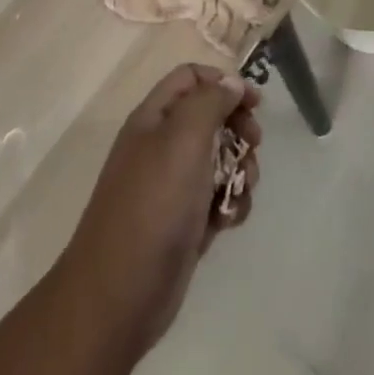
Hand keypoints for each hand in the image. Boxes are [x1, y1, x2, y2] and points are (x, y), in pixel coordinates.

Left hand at [61, 65, 260, 355]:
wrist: (120, 296)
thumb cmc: (154, 205)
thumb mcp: (183, 138)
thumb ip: (211, 101)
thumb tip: (232, 83)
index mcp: (153, 118)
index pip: (191, 77)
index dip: (223, 82)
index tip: (253, 103)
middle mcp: (162, 146)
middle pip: (211, 116)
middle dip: (238, 128)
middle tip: (253, 144)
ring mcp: (172, 187)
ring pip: (219, 159)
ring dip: (240, 169)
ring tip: (240, 189)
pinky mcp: (184, 223)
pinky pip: (217, 198)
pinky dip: (230, 204)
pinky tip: (229, 221)